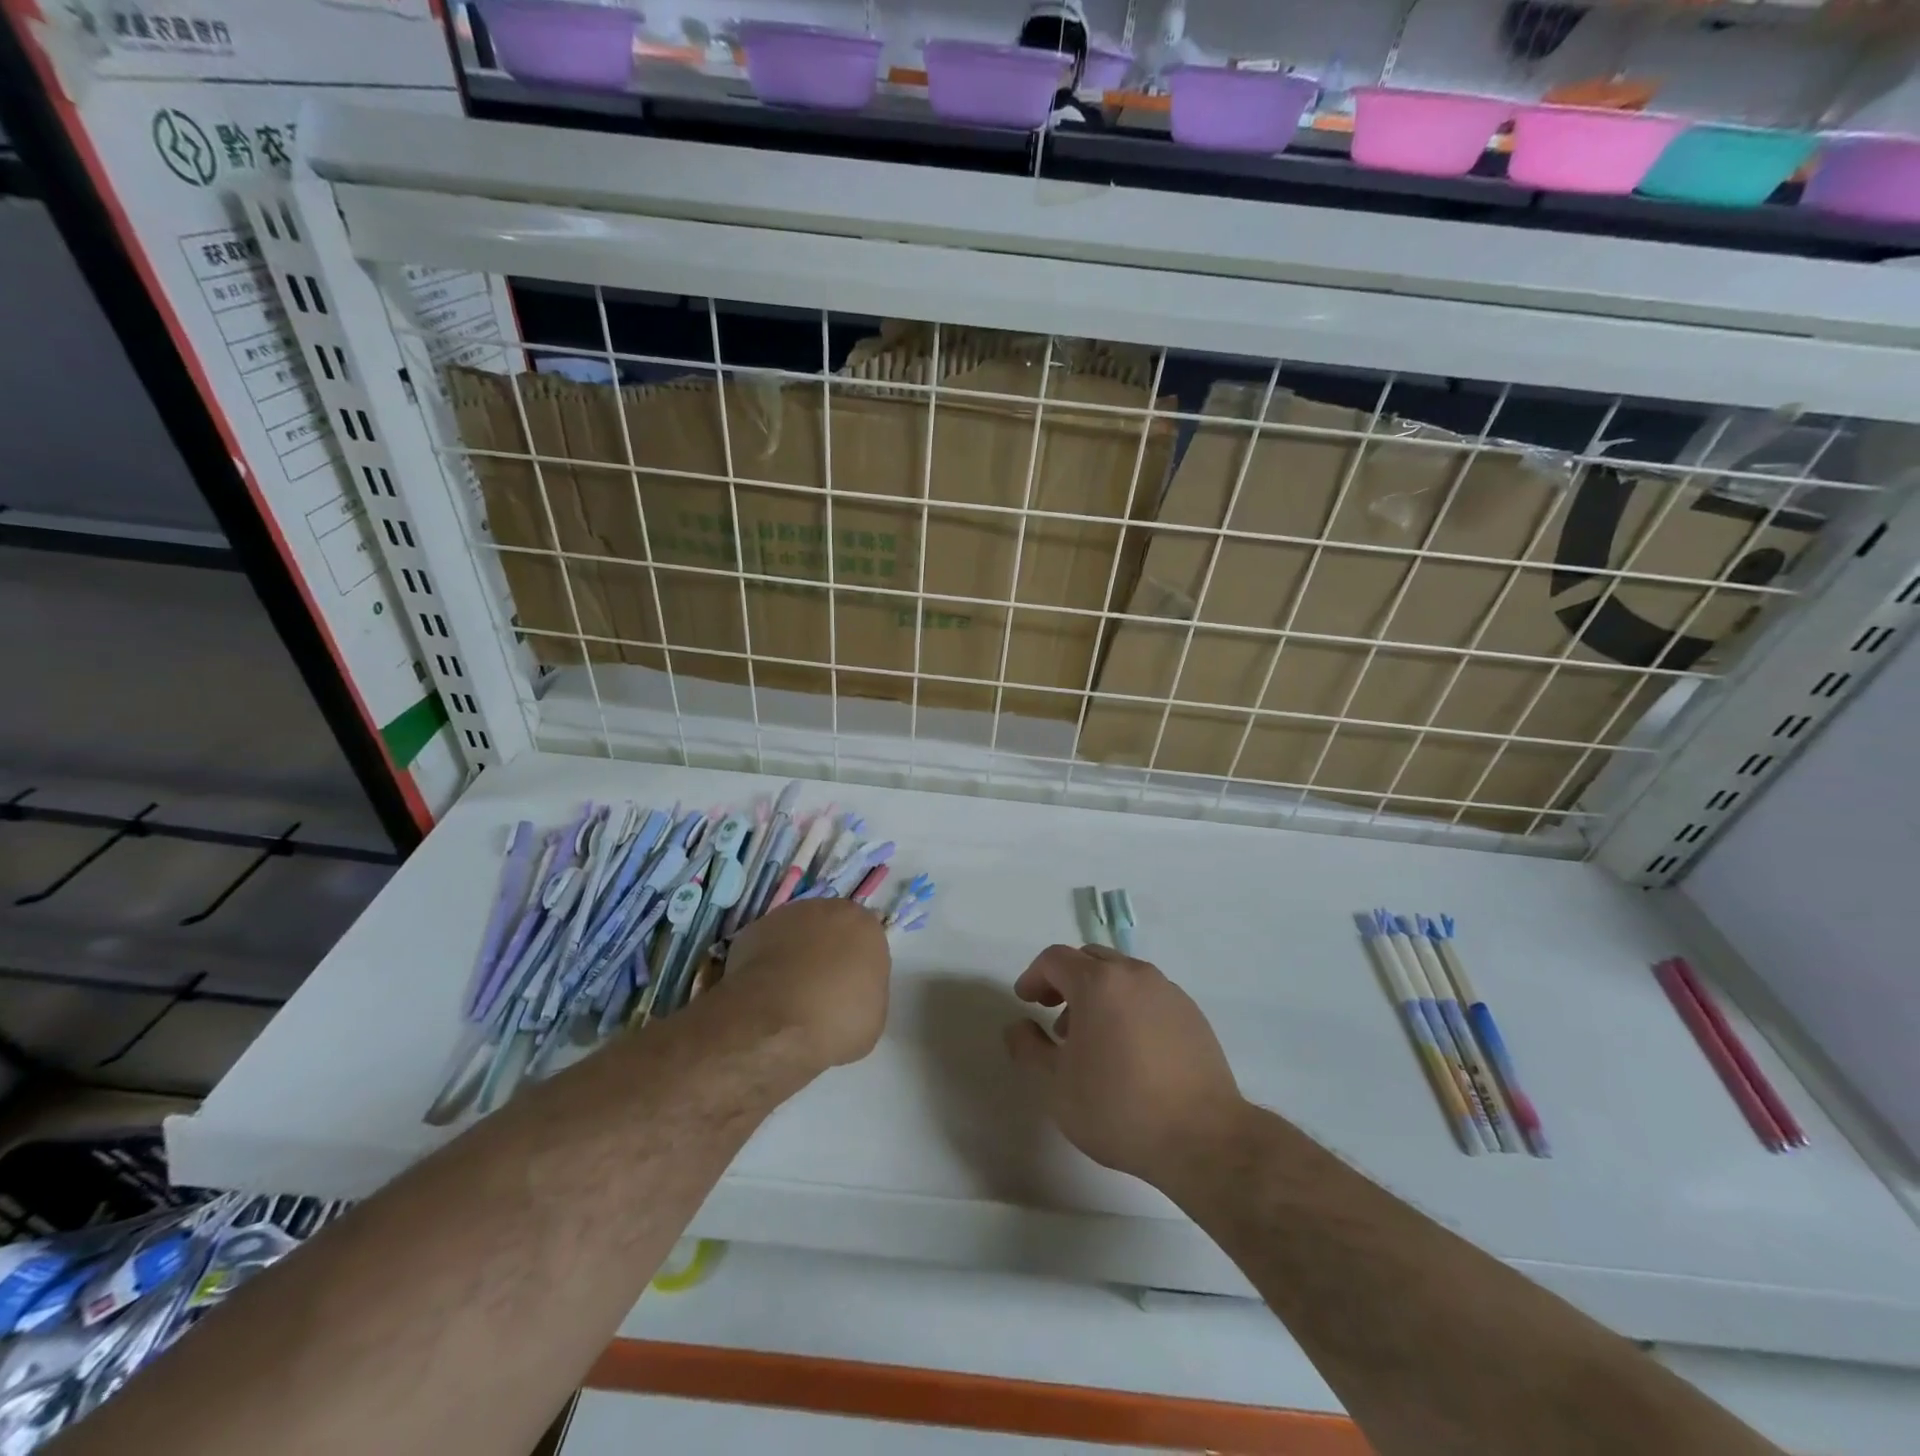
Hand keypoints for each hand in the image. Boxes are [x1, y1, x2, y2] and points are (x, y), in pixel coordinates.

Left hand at [717, 900, 891, 1072]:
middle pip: (832, 929)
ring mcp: (788, 915)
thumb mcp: (872, 1016)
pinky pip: (768, 945)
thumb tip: (850, 990)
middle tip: (821, 989)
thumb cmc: (835, 1021)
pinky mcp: (753, 929)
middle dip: (828, 952)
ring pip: (799, 933)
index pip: (867, 941)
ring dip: (797, 953)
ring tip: (789, 993)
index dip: (858, 967)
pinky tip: (765, 992)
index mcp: (865, 926)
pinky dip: (768, 963)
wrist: (773, 1024)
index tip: (850, 991)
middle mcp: (829, 909)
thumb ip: (866, 990)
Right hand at [1005, 944, 1241, 1187]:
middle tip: (1053, 1016)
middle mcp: (1134, 974)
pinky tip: (1130, 1050)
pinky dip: (1128, 1007)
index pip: (1055, 959)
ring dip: (1098, 994)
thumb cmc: (1118, 1108)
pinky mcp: (1192, 1013)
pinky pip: (1149, 995)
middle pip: (1090, 959)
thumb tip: (1018, 1026)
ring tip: (1092, 1039)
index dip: (1034, 976)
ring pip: (1122, 976)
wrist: (1202, 1138)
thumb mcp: (1055, 1085)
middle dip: (1066, 981)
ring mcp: (1168, 991)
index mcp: (1098, 982)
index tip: (1025, 1002)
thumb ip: (1028, 1048)